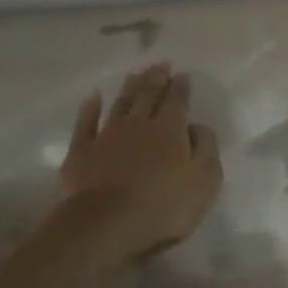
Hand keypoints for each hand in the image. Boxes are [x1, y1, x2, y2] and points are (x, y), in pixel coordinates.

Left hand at [59, 64, 222, 261]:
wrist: (104, 225)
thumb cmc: (163, 206)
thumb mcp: (204, 180)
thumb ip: (206, 148)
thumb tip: (197, 126)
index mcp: (170, 129)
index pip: (177, 101)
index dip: (181, 87)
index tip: (183, 74)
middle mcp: (139, 124)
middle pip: (148, 95)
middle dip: (156, 78)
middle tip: (160, 63)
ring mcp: (107, 136)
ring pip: (120, 104)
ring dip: (129, 87)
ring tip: (135, 73)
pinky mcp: (81, 152)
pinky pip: (86, 122)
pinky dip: (90, 107)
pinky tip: (93, 96)